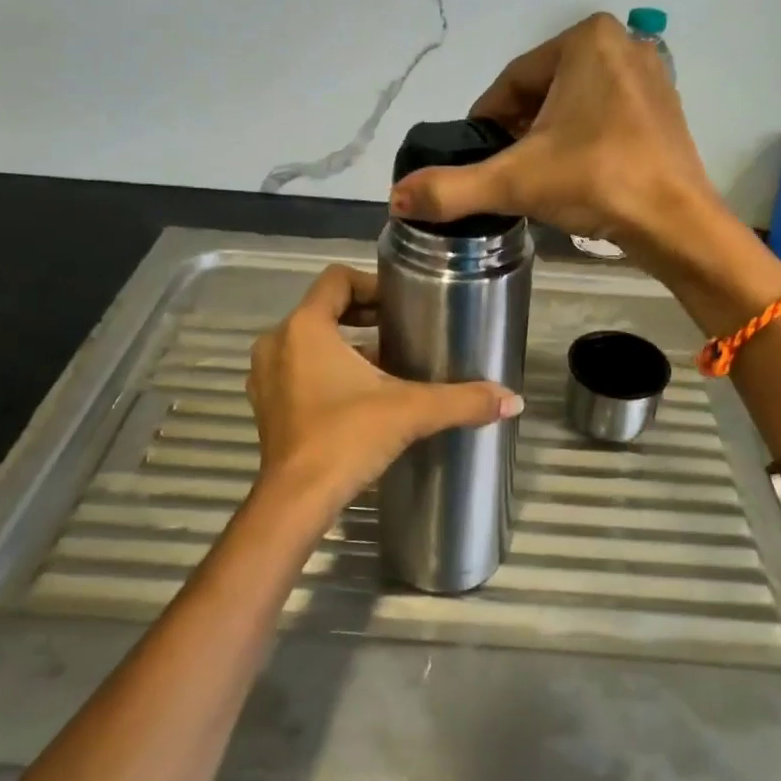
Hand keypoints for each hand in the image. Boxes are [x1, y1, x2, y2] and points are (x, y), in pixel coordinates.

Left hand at [247, 265, 522, 510]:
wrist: (297, 500)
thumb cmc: (347, 438)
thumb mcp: (411, 411)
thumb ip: (462, 400)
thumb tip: (514, 400)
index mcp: (305, 327)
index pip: (336, 280)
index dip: (371, 285)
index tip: (402, 304)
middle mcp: (278, 343)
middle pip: (324, 310)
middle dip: (364, 318)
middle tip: (403, 331)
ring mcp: (267, 376)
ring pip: (310, 343)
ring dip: (346, 347)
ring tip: (388, 365)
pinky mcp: (268, 406)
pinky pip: (299, 370)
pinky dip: (326, 372)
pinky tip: (360, 397)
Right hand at [387, 13, 721, 258]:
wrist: (676, 221)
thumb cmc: (596, 182)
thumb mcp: (515, 182)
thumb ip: (452, 189)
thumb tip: (397, 199)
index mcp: (585, 39)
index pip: (511, 83)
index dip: (486, 123)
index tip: (476, 159)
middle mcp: (622, 43)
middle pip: (542, 93)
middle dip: (519, 133)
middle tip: (508, 175)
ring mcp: (650, 75)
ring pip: (573, 106)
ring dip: (549, 139)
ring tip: (540, 181)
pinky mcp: (665, 108)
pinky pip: (605, 117)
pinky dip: (583, 142)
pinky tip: (577, 176)